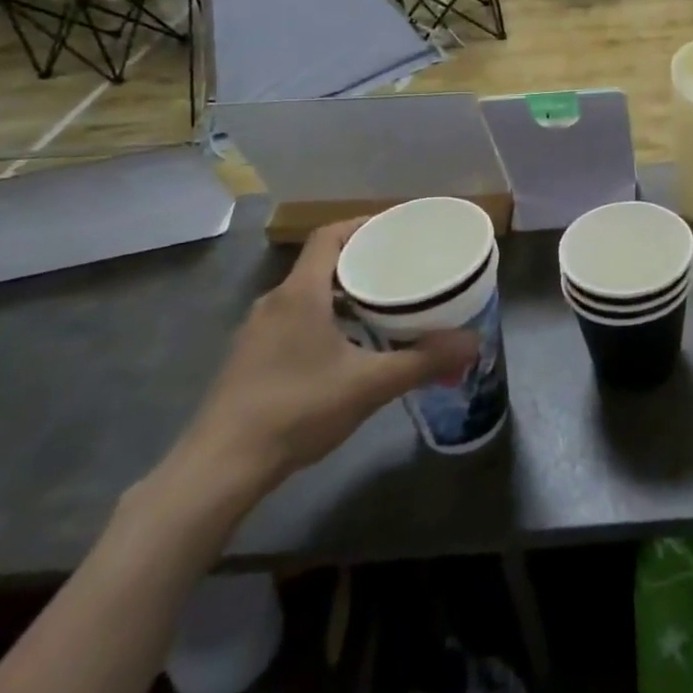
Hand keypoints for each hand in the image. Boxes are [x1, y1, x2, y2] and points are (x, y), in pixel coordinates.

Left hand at [175, 223, 478, 502]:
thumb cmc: (296, 410)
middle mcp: (275, 302)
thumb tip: (472, 343)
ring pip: (307, 294)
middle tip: (401, 266)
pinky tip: (348, 346)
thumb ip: (422, 362)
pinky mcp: (250, 358)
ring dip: (343, 292)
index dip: (362, 224)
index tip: (397, 228)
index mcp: (300, 294)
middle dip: (361, 260)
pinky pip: (294, 319)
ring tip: (383, 303)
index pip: (329, 235)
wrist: (219, 468)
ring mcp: (257, 331)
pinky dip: (325, 317)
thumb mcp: (368, 385)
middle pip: (320, 262)